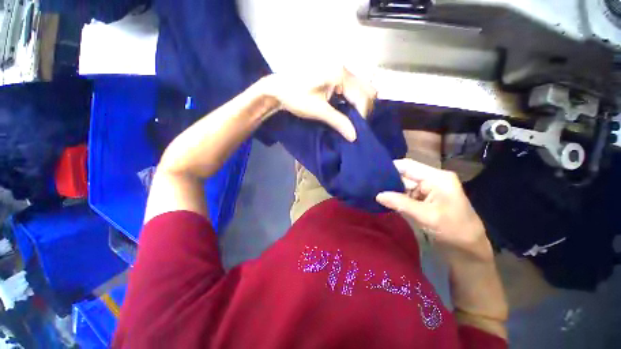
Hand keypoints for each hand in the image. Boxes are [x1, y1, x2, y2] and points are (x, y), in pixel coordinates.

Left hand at [260, 67, 376, 141]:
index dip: (362, 116)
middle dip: (364, 109)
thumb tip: (354, 137)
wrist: (278, 88)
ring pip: (361, 88)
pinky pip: (353, 88)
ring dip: (360, 104)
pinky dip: (353, 100)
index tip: (357, 131)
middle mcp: (344, 68)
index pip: (362, 97)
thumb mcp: (318, 111)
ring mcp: (340, 70)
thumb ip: (338, 122)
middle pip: (366, 90)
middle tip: (356, 125)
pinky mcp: (335, 75)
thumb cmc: (296, 97)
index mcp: (340, 74)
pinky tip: (347, 110)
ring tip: (352, 119)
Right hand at [376, 158, 492, 260]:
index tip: (372, 173)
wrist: (469, 249)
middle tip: (370, 185)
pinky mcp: (424, 199)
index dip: (390, 167)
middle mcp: (431, 179)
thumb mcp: (427, 216)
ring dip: (390, 189)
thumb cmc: (454, 230)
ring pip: (403, 185)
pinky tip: (384, 200)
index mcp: (436, 177)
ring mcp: (428, 189)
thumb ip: (400, 203)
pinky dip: (396, 197)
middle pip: (404, 175)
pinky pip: (406, 194)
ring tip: (373, 191)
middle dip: (388, 180)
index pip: (408, 166)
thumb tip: (377, 195)